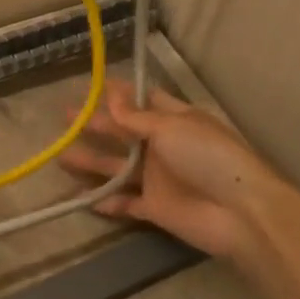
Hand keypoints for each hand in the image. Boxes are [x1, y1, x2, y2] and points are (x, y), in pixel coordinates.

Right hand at [59, 79, 285, 260]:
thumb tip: (111, 96)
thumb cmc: (208, 157)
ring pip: (118, 168)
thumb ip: (136, 118)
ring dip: (92, 162)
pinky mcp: (155, 208)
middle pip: (124, 133)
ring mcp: (158, 178)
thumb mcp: (171, 128)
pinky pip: (125, 203)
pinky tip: (81, 198)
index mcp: (175, 120)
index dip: (118, 94)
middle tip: (65, 117)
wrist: (239, 212)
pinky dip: (106, 201)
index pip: (143, 101)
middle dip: (96, 124)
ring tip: (60, 156)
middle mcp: (164, 147)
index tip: (91, 86)